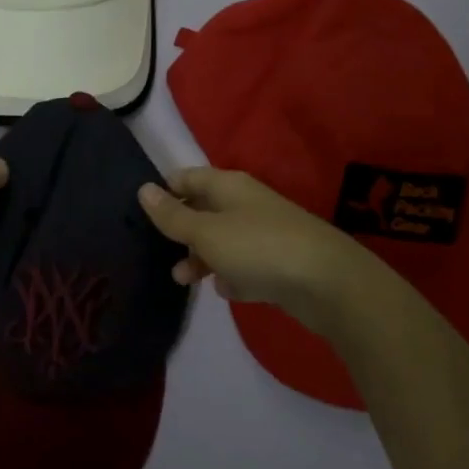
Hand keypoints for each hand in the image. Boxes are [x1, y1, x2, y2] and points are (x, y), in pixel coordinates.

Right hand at [138, 167, 352, 327]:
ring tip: (184, 281)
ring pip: (222, 241)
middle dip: (180, 231)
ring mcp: (264, 234)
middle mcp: (246, 204)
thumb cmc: (257, 247)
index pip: (187, 178)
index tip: (140, 214)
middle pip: (203, 210)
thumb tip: (143, 189)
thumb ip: (173, 215)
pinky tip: (226, 291)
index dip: (164, 192)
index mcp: (228, 186)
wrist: (328, 284)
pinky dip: (232, 276)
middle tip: (157, 252)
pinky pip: (245, 266)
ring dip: (200, 258)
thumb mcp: (206, 231)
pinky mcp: (279, 264)